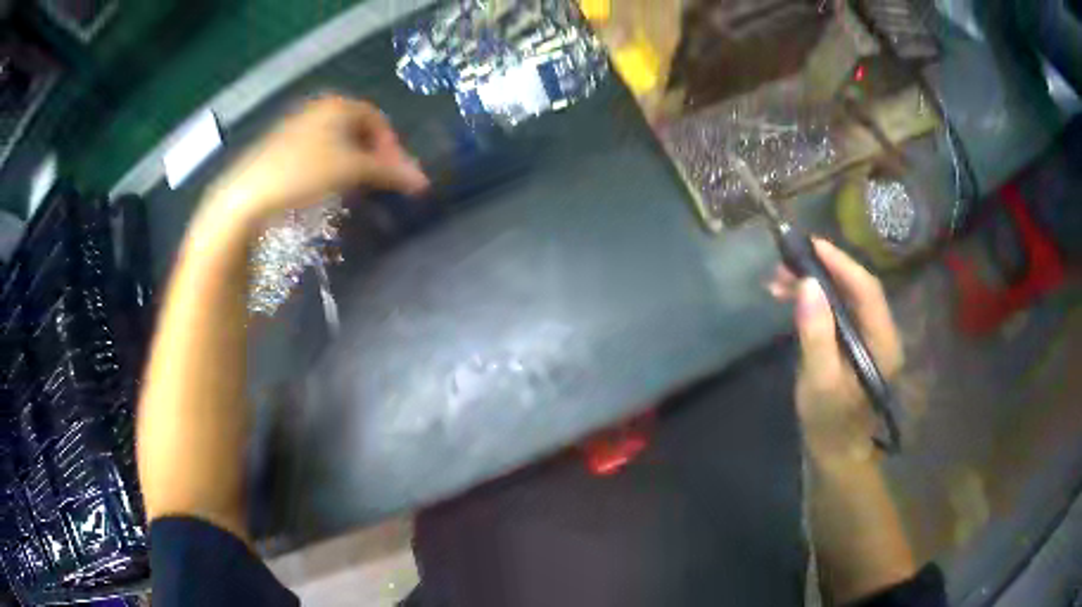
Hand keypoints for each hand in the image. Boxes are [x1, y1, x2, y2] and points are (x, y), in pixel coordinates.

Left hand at [201, 95, 428, 230]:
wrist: (249, 193)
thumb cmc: (304, 172)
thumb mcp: (352, 169)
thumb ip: (389, 172)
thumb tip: (423, 182)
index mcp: (339, 104)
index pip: (379, 121)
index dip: (392, 148)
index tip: (395, 176)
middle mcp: (320, 109)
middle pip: (359, 131)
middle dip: (374, 157)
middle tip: (378, 184)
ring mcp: (299, 127)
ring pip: (338, 143)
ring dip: (353, 165)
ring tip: (354, 189)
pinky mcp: (283, 147)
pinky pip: (319, 152)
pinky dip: (331, 168)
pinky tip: (325, 188)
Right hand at [768, 239, 902, 466]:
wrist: (836, 453)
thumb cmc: (829, 422)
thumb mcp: (820, 382)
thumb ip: (817, 334)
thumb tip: (808, 284)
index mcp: (882, 342)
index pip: (866, 289)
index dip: (840, 262)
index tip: (809, 245)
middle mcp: (881, 333)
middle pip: (856, 288)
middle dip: (822, 271)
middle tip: (784, 265)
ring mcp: (868, 338)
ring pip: (845, 297)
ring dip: (815, 284)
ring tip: (779, 281)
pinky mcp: (854, 344)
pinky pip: (838, 311)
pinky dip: (816, 300)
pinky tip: (793, 299)